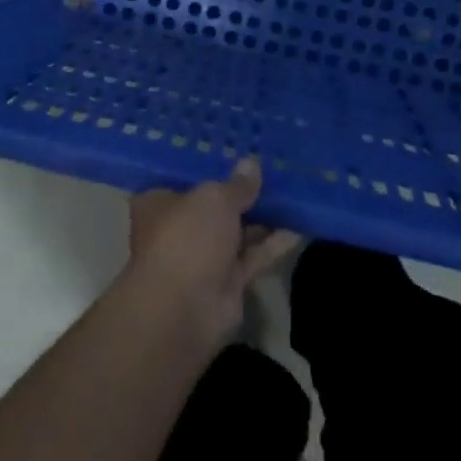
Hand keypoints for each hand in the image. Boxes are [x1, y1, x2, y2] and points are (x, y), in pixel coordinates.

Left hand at [123, 158, 301, 344]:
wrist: (183, 310)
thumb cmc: (187, 237)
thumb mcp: (214, 198)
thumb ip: (237, 184)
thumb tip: (252, 164)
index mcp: (160, 202)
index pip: (185, 178)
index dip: (211, 165)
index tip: (238, 150)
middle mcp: (179, 228)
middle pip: (214, 205)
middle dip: (242, 191)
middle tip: (273, 168)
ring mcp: (204, 257)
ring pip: (238, 231)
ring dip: (263, 216)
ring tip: (293, 191)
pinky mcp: (227, 282)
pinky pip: (254, 255)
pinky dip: (275, 242)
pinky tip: (301, 224)